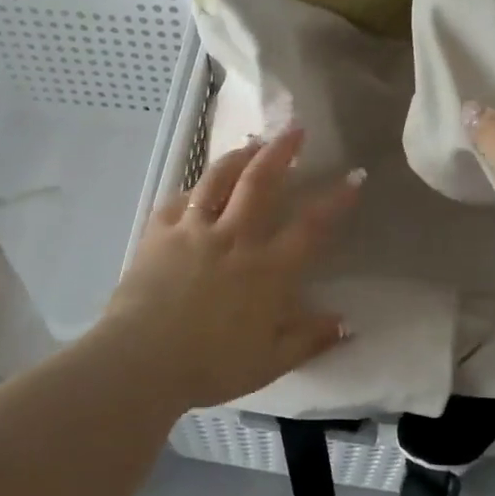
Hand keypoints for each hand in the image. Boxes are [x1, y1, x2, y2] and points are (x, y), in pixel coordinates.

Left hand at [95, 126, 362, 409]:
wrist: (141, 361)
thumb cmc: (210, 366)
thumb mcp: (270, 362)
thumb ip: (309, 338)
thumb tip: (346, 322)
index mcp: (267, 270)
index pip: (310, 226)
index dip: (335, 200)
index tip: (354, 175)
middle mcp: (233, 239)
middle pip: (261, 183)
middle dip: (281, 152)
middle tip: (295, 129)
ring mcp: (193, 231)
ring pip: (218, 179)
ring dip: (238, 156)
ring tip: (251, 143)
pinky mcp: (159, 234)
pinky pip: (179, 200)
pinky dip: (193, 189)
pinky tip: (197, 187)